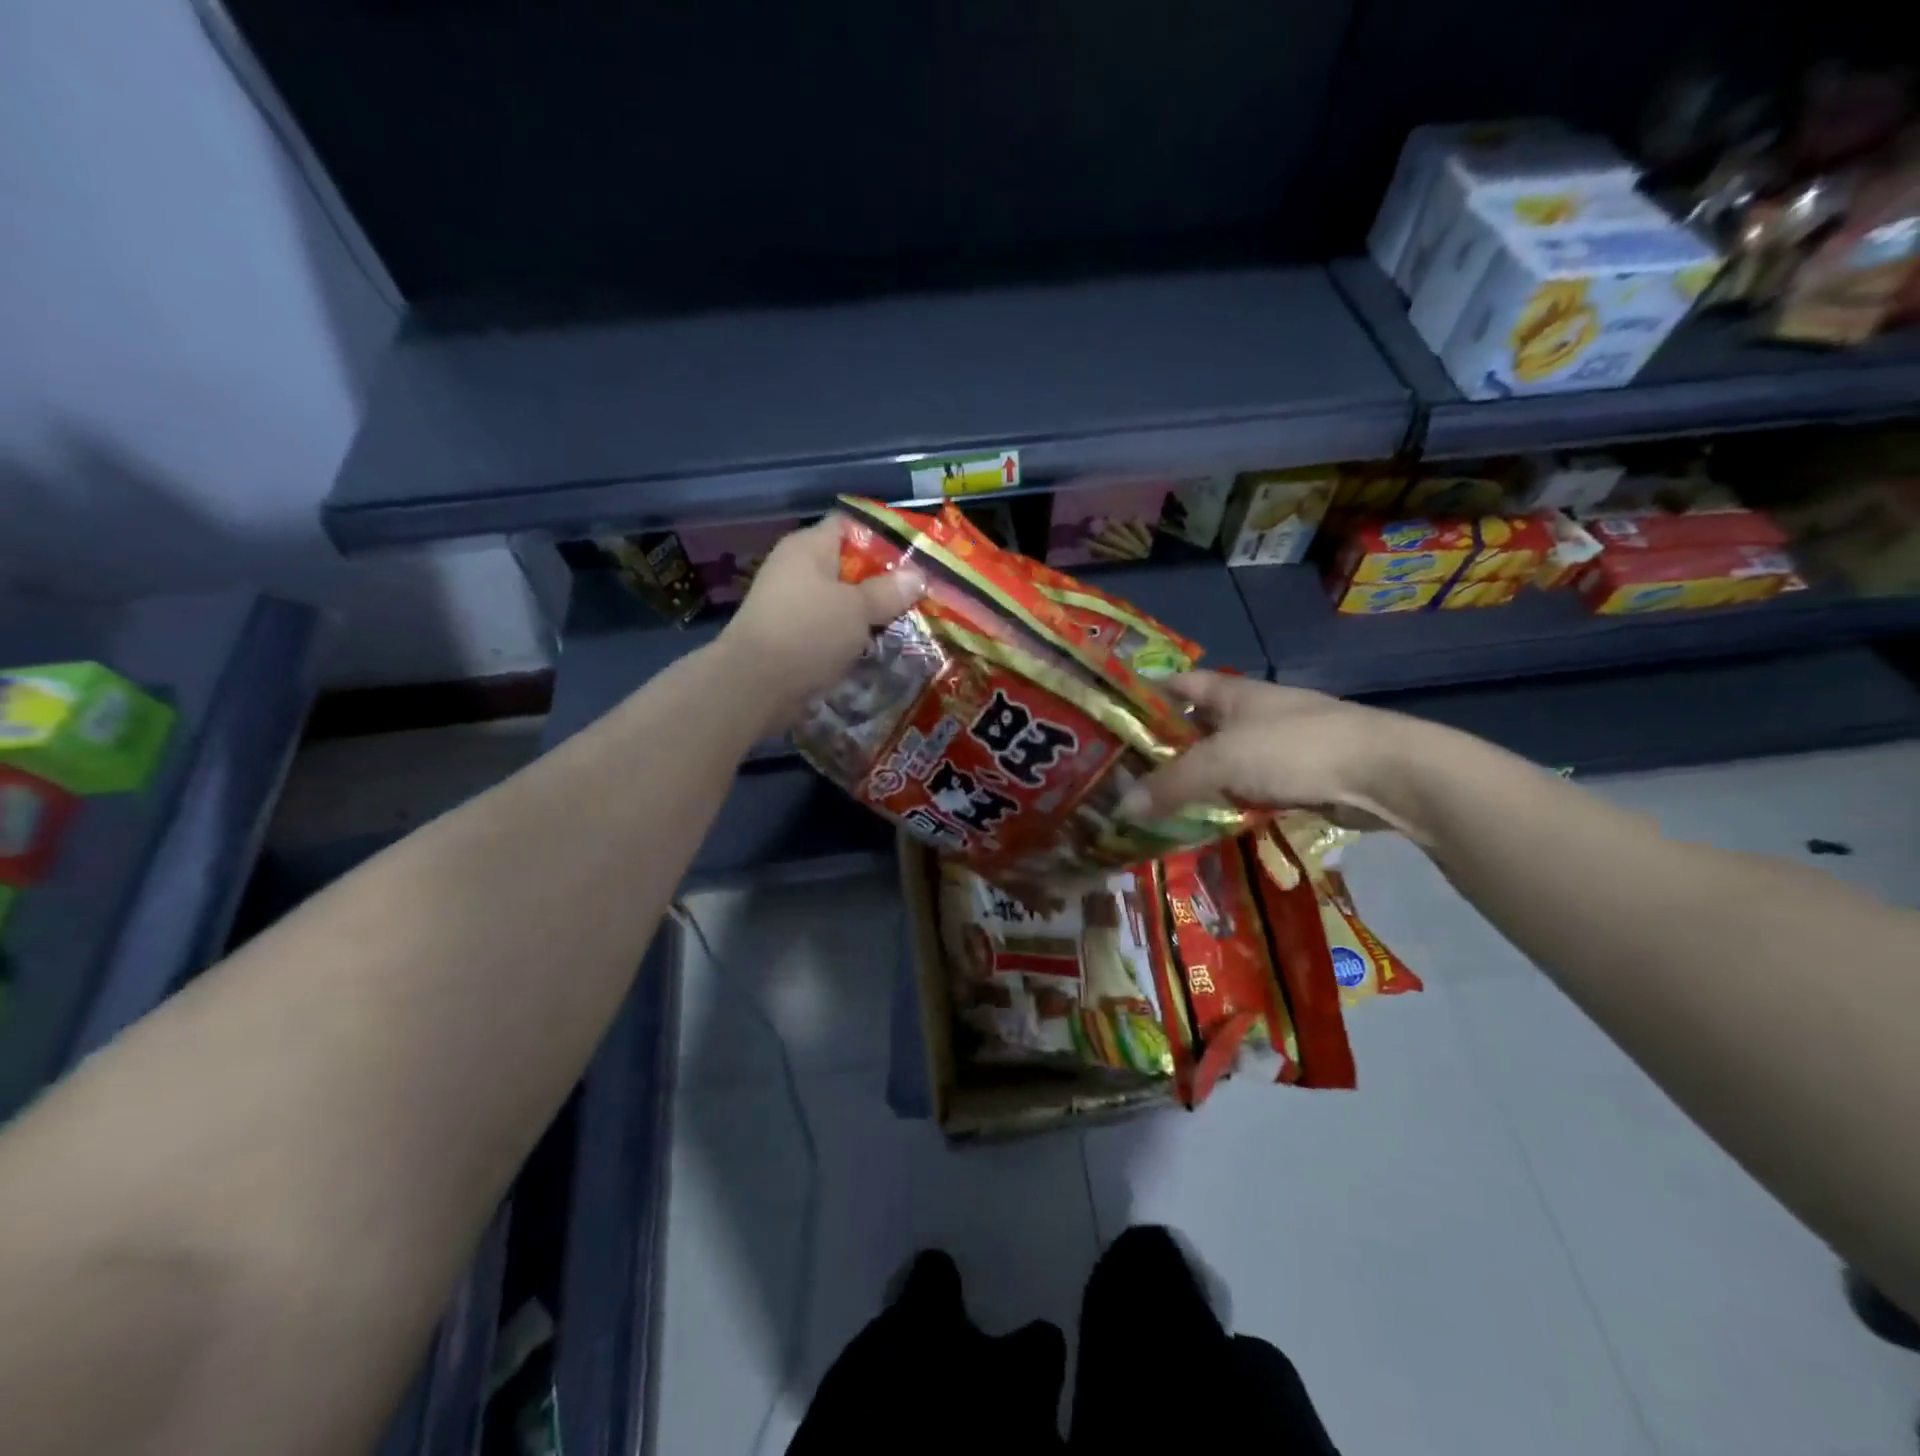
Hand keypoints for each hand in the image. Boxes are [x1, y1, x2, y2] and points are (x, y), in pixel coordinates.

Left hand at [718, 515, 925, 725]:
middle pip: (848, 566)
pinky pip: (829, 628)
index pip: (850, 525)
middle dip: (883, 582)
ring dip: (869, 614)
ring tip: (906, 624)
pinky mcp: (790, 635)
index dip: (884, 537)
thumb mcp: (858, 609)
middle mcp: (797, 568)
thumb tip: (918, 576)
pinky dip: (851, 636)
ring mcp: (791, 603)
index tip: (916, 557)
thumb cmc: (808, 632)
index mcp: (809, 547)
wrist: (755, 685)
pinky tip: (877, 648)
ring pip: (841, 601)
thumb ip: (889, 591)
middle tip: (919, 596)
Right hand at [1125, 672, 1436, 834]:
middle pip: (1199, 725)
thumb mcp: (1220, 763)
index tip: (1116, 714)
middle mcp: (1253, 712)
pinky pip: (1248, 787)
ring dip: (1196, 778)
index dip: (1149, 693)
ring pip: (1224, 760)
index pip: (1181, 683)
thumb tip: (1122, 809)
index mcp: (1233, 693)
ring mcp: (1278, 744)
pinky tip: (1206, 820)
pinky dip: (1227, 800)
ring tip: (1157, 802)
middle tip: (1125, 772)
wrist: (1382, 773)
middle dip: (1166, 745)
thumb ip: (1170, 785)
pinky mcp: (1298, 776)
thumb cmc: (1293, 749)